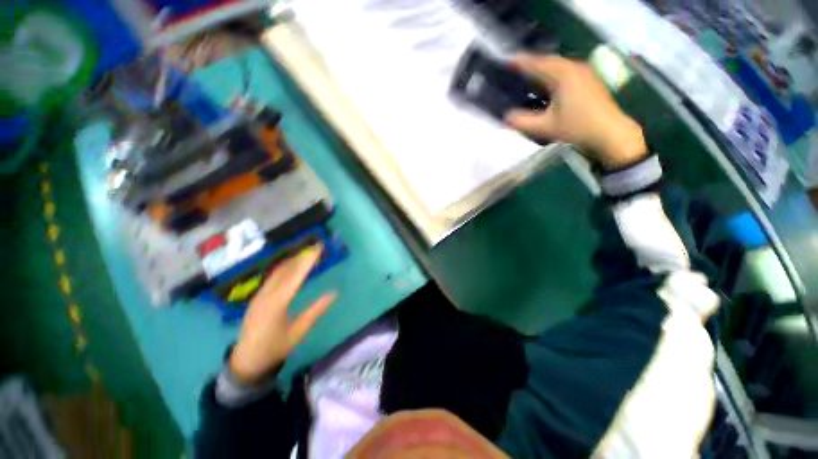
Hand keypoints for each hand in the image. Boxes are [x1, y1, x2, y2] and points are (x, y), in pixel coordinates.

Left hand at [229, 245, 335, 384]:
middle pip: (286, 270)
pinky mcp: (257, 297)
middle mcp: (266, 295)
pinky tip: (292, 265)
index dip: (308, 261)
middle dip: (302, 256)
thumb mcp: (298, 332)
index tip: (319, 249)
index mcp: (276, 304)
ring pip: (278, 272)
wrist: (246, 361)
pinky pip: (273, 277)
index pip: (295, 276)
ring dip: (293, 260)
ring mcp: (259, 295)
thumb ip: (316, 311)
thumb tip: (334, 293)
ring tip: (308, 252)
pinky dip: (285, 267)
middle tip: (316, 246)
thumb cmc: (274, 348)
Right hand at [504, 54, 646, 169]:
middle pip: (548, 61)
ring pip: (557, 66)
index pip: (537, 63)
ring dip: (542, 70)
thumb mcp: (545, 127)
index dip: (521, 62)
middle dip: (531, 65)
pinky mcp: (588, 79)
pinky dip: (552, 76)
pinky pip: (565, 71)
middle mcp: (574, 67)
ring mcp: (584, 72)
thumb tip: (505, 118)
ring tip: (528, 78)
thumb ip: (522, 121)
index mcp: (563, 75)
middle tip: (516, 71)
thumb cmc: (577, 127)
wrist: (609, 132)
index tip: (507, 62)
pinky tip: (546, 86)